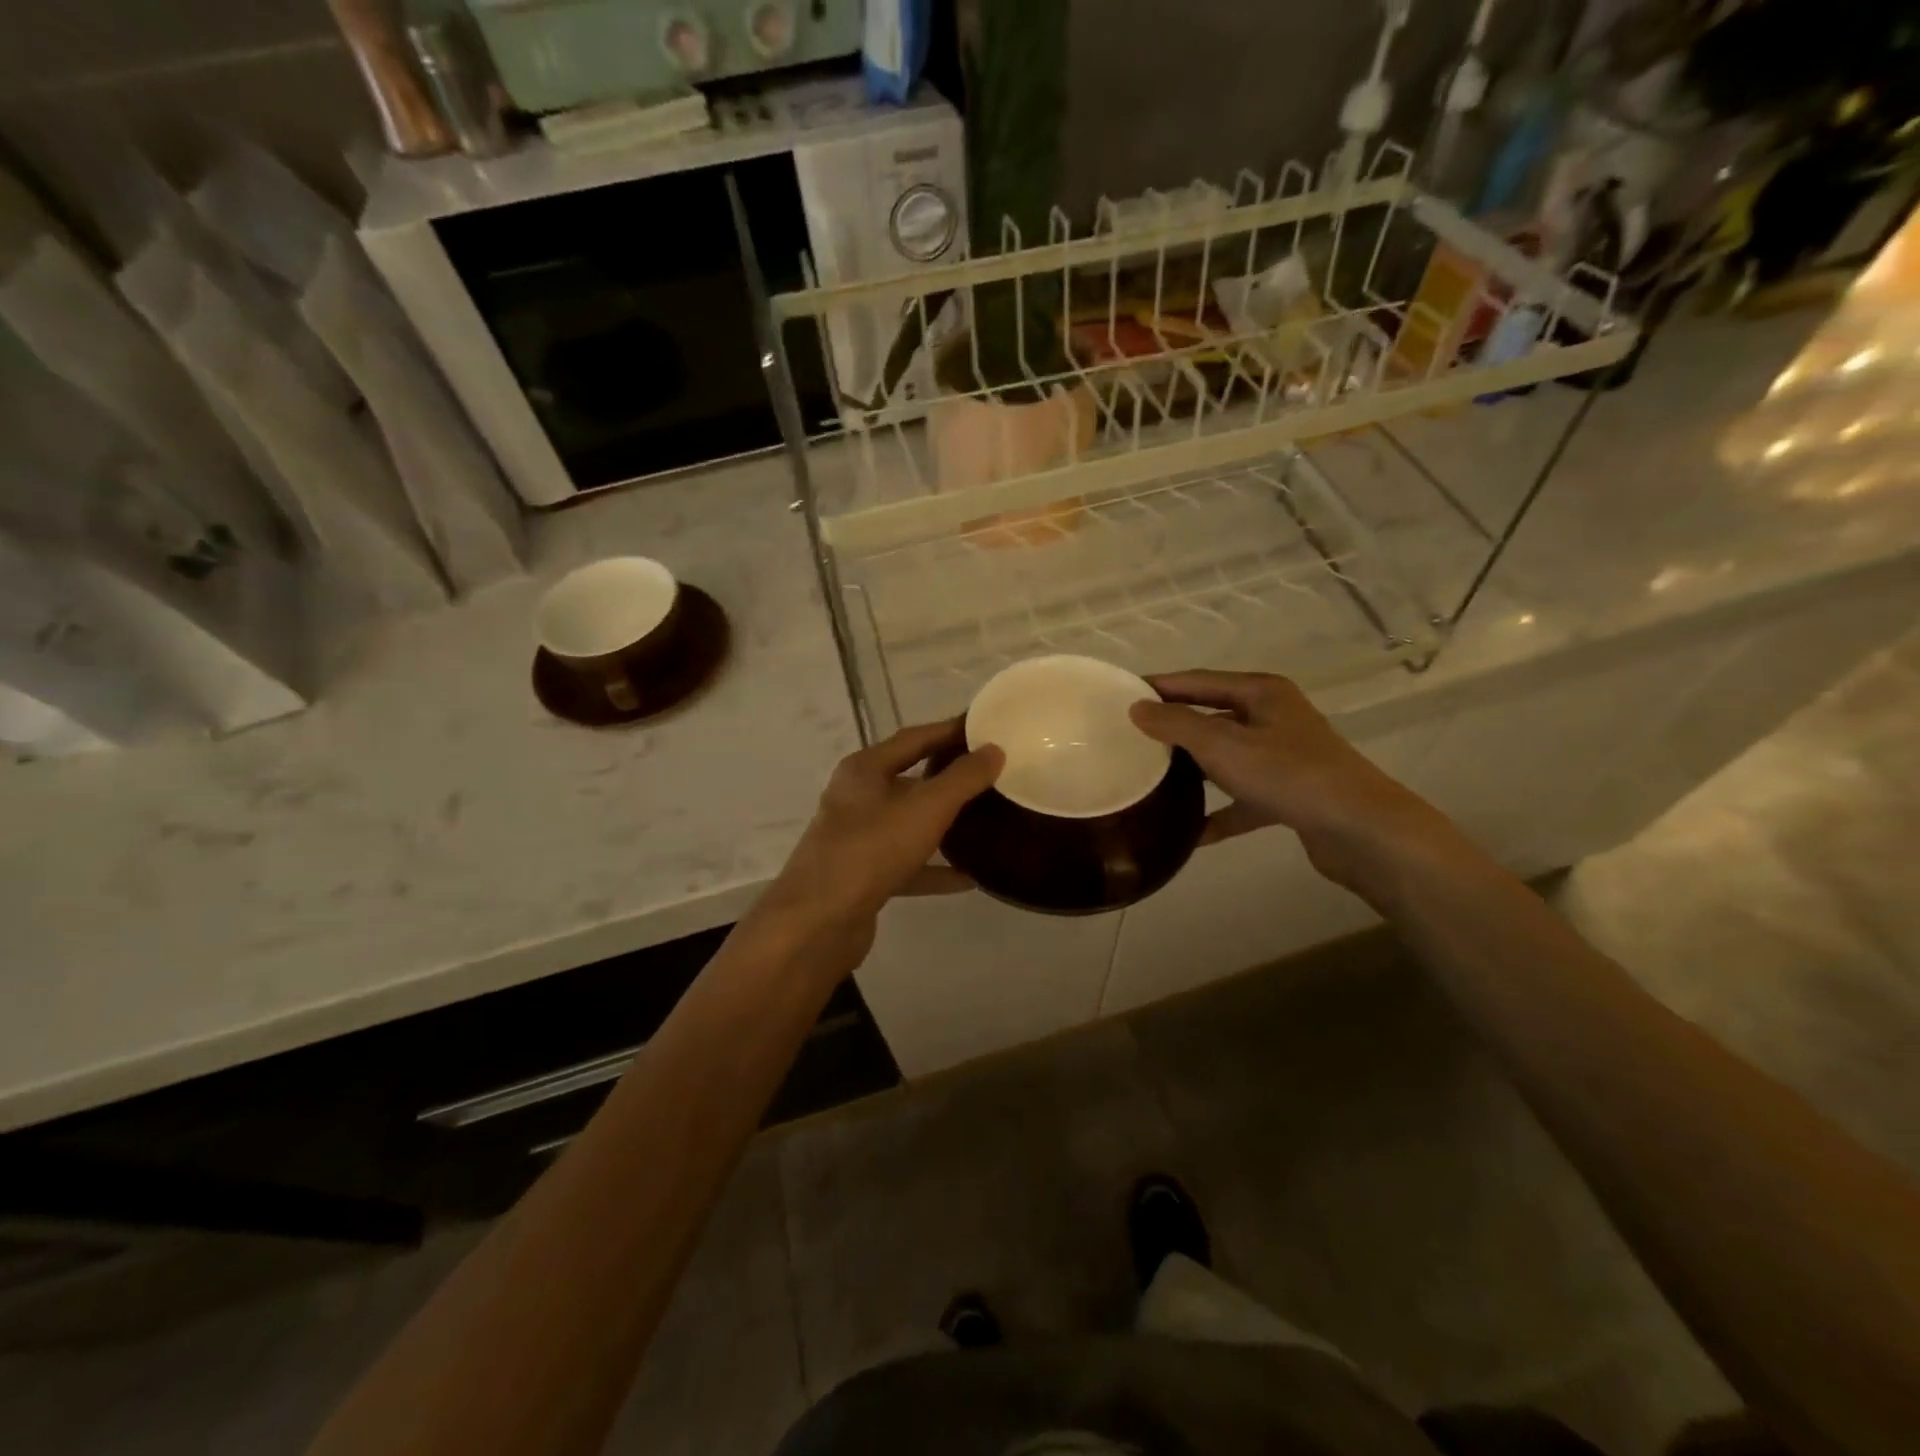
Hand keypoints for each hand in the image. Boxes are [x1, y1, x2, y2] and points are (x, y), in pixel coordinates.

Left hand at [755, 721, 1002, 969]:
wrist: (817, 923)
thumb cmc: (871, 850)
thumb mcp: (926, 808)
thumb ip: (963, 778)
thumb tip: (994, 750)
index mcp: (864, 770)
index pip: (914, 738)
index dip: (949, 731)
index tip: (984, 729)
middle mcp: (856, 798)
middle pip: (909, 779)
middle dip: (948, 777)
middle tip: (991, 774)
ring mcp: (857, 839)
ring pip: (907, 823)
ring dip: (943, 823)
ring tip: (984, 821)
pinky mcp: (862, 876)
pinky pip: (906, 864)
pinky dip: (934, 868)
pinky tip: (968, 878)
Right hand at [1129, 670, 1443, 894]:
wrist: (1359, 829)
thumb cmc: (1288, 774)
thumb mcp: (1222, 744)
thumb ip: (1176, 724)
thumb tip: (1137, 707)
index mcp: (1261, 693)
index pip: (1198, 681)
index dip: (1160, 685)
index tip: (1122, 694)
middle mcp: (1273, 719)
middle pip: (1212, 717)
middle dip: (1173, 728)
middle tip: (1130, 738)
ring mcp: (1283, 758)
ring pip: (1226, 759)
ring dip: (1193, 770)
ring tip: (1152, 779)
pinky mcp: (1289, 795)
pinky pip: (1242, 800)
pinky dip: (1219, 813)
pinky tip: (1190, 833)